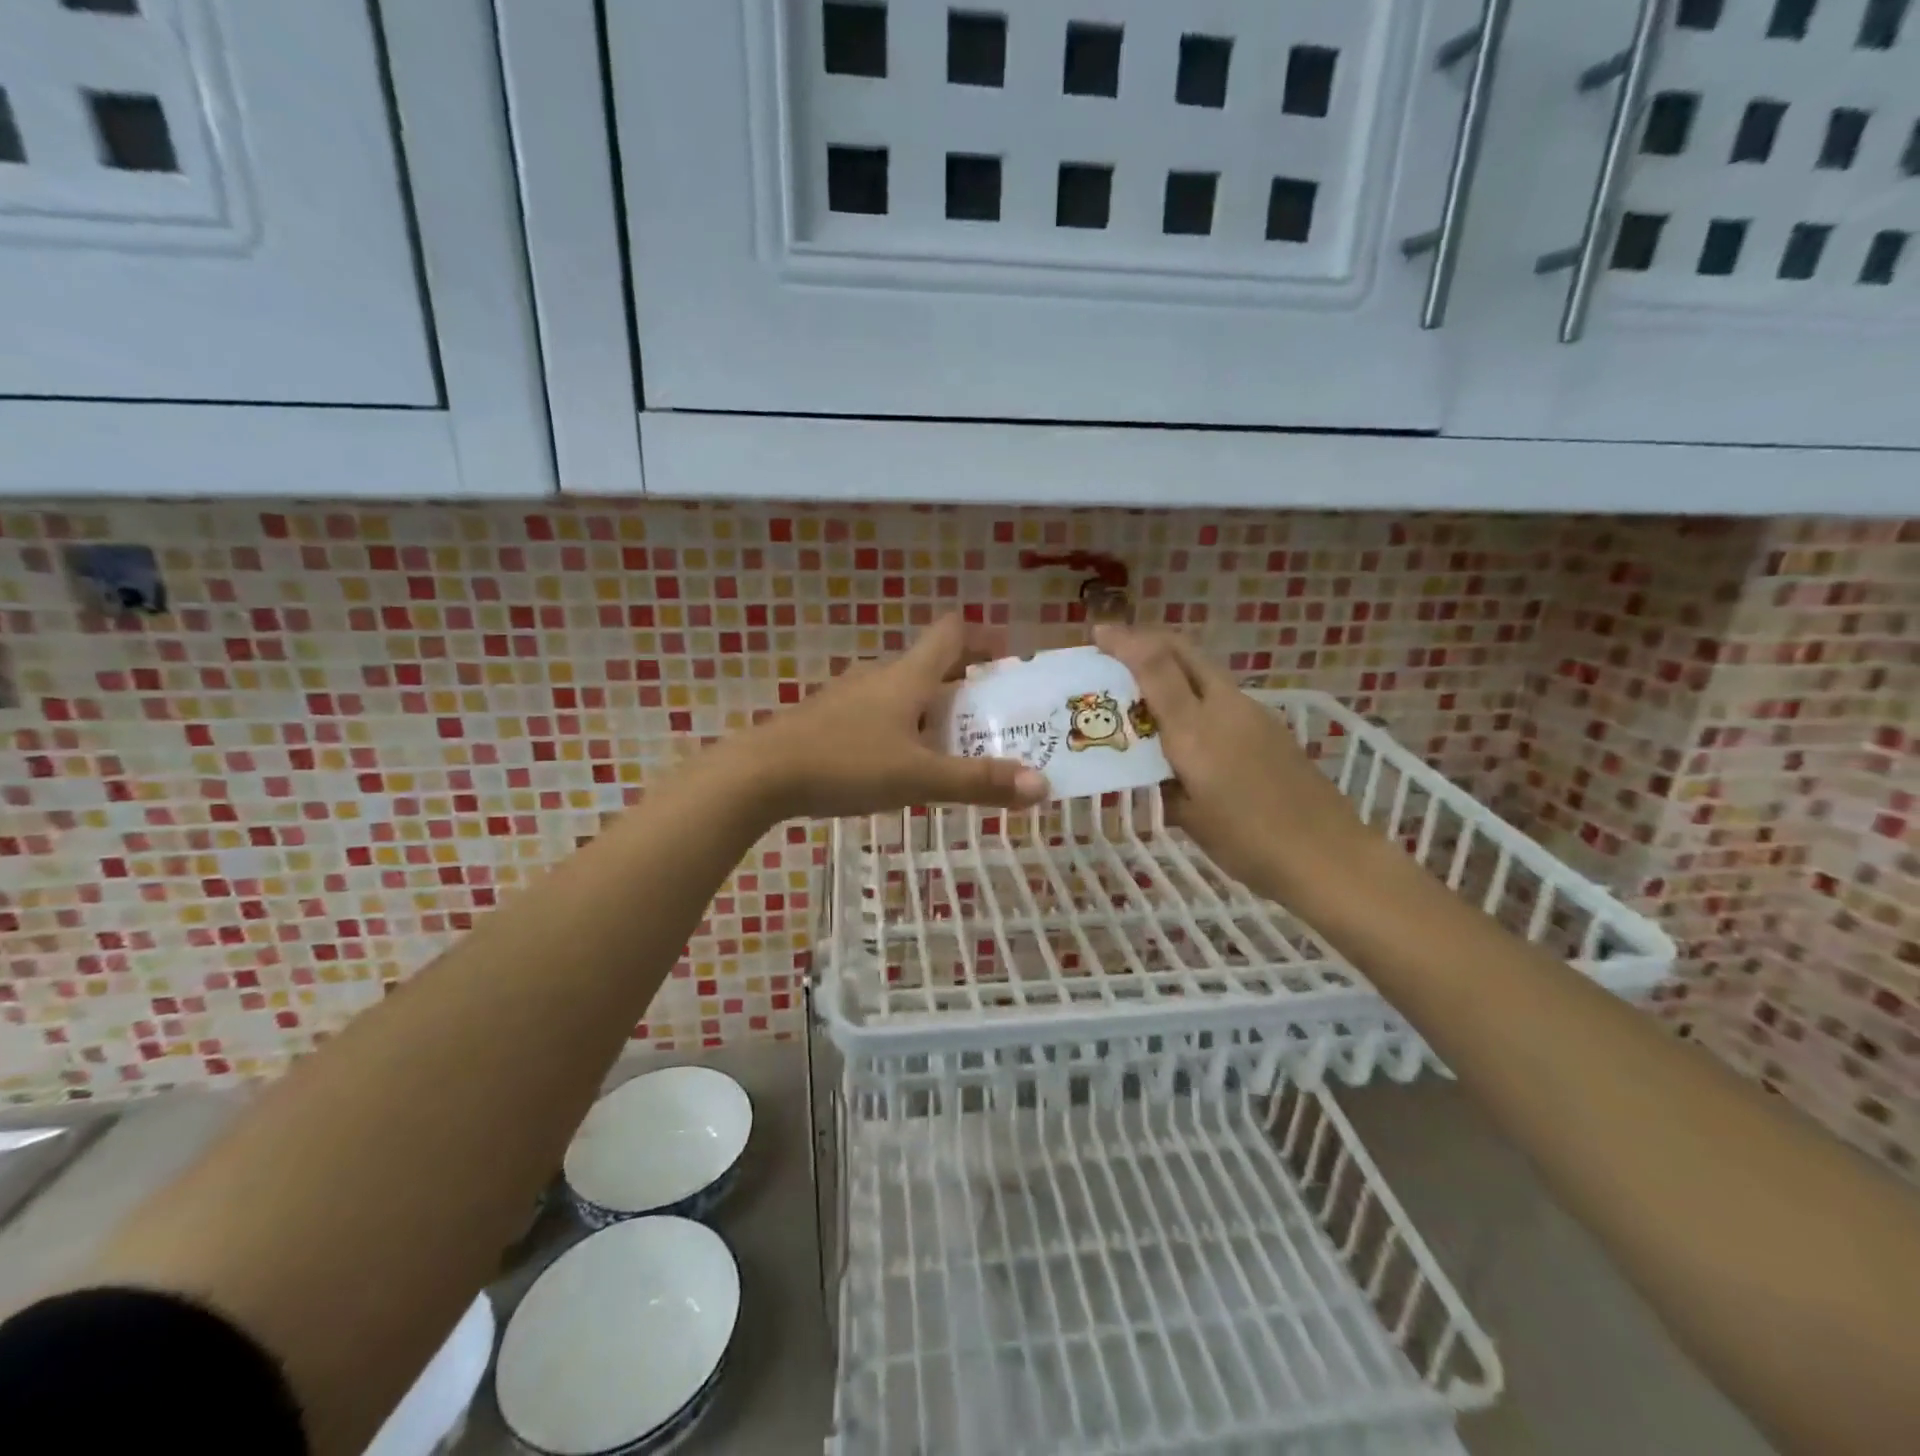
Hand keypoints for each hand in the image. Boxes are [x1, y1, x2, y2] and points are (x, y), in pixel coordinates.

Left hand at [735, 615, 1048, 820]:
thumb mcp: (919, 778)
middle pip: (930, 663)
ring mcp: (848, 696)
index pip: (951, 632)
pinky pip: (877, 712)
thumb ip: (979, 782)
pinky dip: (902, 726)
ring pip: (902, 690)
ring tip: (953, 744)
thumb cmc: (846, 764)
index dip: (983, 637)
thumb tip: (1042, 785)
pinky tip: (900, 762)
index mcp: (907, 676)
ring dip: (931, 707)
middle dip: (965, 683)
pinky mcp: (827, 719)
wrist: (761, 774)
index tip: (1009, 658)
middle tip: (992, 715)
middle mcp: (879, 675)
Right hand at [1094, 625, 1365, 898]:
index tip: (1099, 633)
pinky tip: (1185, 722)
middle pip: (1183, 651)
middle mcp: (1223, 708)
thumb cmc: (1247, 842)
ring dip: (1170, 666)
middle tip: (1116, 649)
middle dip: (1147, 640)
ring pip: (1203, 670)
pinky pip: (1220, 693)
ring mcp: (1252, 712)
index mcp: (1194, 730)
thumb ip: (1162, 782)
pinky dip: (1193, 691)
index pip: (1156, 666)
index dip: (1125, 642)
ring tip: (1143, 688)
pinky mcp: (1269, 725)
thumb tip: (1148, 768)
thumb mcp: (1188, 817)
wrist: (1327, 854)